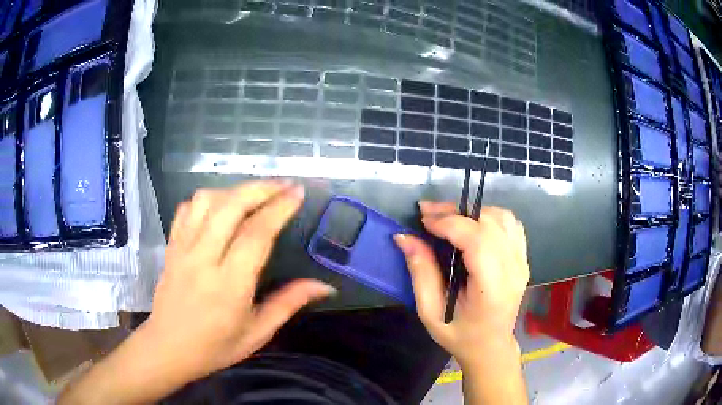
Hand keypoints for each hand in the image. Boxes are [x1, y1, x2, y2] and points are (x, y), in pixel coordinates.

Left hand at [144, 180, 334, 379]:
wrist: (168, 348)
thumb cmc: (215, 347)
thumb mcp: (257, 333)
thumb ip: (289, 304)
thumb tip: (325, 286)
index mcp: (229, 285)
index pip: (256, 234)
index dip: (279, 208)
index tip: (298, 193)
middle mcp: (203, 259)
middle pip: (230, 206)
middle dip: (261, 188)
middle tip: (283, 185)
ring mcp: (183, 249)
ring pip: (205, 200)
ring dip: (233, 191)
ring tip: (253, 197)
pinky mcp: (171, 246)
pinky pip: (186, 209)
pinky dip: (207, 200)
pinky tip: (219, 208)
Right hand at [394, 202, 528, 366]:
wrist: (491, 346)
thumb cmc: (459, 335)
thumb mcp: (431, 312)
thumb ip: (421, 272)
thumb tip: (405, 237)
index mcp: (492, 288)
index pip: (477, 240)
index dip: (449, 222)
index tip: (424, 222)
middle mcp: (513, 270)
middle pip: (490, 222)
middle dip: (456, 212)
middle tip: (429, 216)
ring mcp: (522, 262)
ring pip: (503, 218)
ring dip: (473, 212)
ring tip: (449, 219)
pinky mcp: (524, 258)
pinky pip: (511, 224)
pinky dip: (489, 217)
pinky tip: (472, 226)